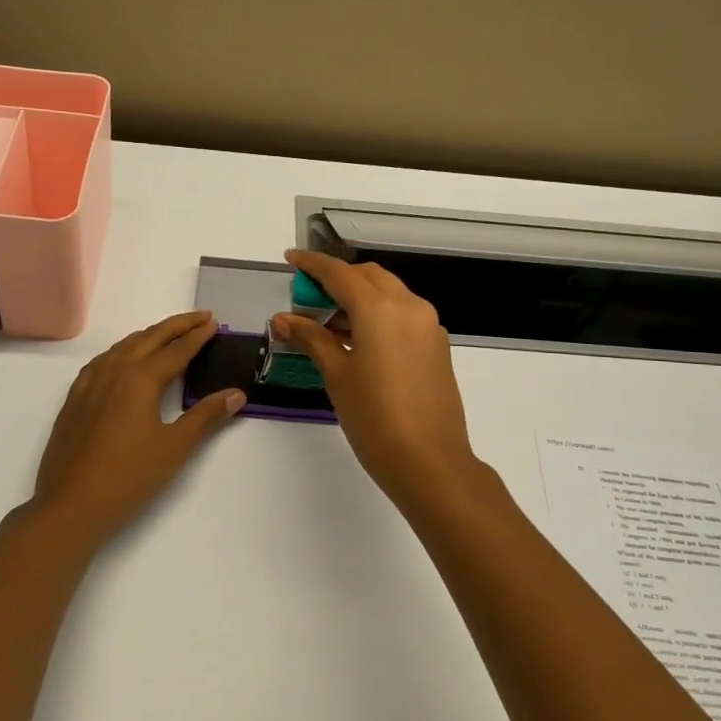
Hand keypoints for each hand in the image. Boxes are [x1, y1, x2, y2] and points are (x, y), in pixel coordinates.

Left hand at [32, 311, 243, 542]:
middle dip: (176, 326)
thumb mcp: (175, 447)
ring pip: (123, 346)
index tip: (214, 323)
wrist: (71, 505)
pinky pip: (103, 361)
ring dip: (149, 335)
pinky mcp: (75, 398)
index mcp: (140, 378)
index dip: (197, 336)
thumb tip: (236, 394)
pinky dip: (123, 351)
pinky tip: (125, 360)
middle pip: (149, 338)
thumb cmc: (129, 477)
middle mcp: (114, 371)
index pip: (176, 350)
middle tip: (200, 318)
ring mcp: (89, 383)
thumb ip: (206, 416)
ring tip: (169, 334)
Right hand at [273, 250, 481, 507]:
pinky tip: (358, 342)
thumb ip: (311, 339)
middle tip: (308, 300)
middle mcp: (409, 306)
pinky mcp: (437, 345)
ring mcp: (428, 325)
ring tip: (327, 325)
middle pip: (368, 276)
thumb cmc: (374, 418)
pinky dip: (378, 315)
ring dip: (358, 298)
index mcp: (380, 308)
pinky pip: (403, 315)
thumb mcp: (336, 375)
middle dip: (337, 280)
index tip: (291, 259)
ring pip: (388, 293)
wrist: (429, 461)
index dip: (312, 264)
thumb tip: (284, 319)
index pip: (339, 273)